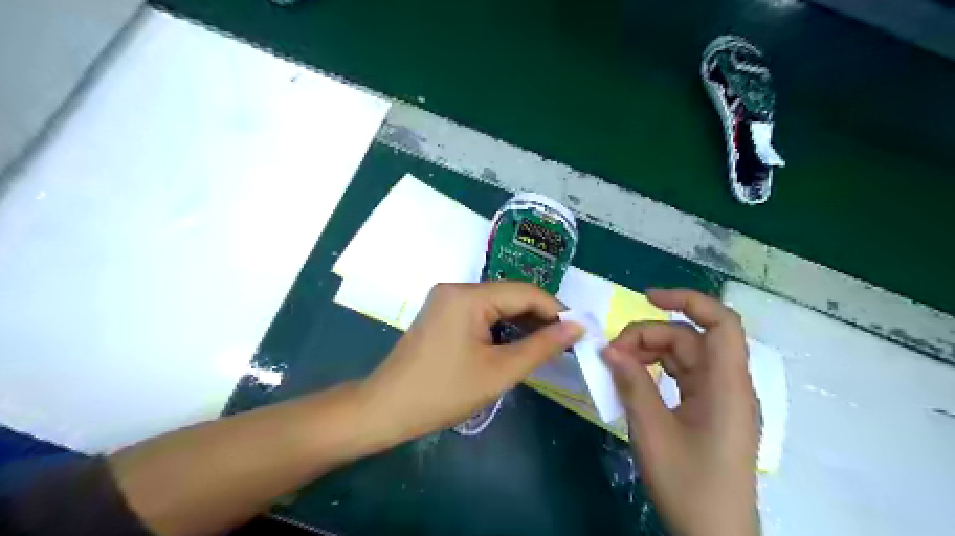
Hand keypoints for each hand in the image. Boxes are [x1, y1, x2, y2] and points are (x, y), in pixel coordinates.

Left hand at [359, 282, 581, 446]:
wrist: (386, 409)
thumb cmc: (443, 392)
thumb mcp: (499, 371)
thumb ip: (541, 346)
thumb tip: (576, 327)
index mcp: (468, 295)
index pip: (525, 292)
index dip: (556, 310)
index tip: (579, 331)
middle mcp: (456, 288)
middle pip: (510, 296)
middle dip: (539, 317)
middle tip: (566, 342)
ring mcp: (446, 300)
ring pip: (496, 305)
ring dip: (521, 323)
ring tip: (546, 345)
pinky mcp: (442, 314)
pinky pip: (480, 313)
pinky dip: (501, 327)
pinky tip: (516, 343)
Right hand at [604, 290, 761, 535]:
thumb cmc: (689, 484)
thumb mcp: (653, 431)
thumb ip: (632, 383)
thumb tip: (608, 349)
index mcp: (727, 386)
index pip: (721, 323)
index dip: (687, 300)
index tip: (647, 298)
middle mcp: (728, 385)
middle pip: (690, 339)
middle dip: (649, 337)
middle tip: (611, 354)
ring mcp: (719, 398)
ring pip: (684, 356)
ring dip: (649, 353)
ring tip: (616, 366)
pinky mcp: (709, 410)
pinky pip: (682, 376)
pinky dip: (656, 371)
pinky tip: (633, 379)